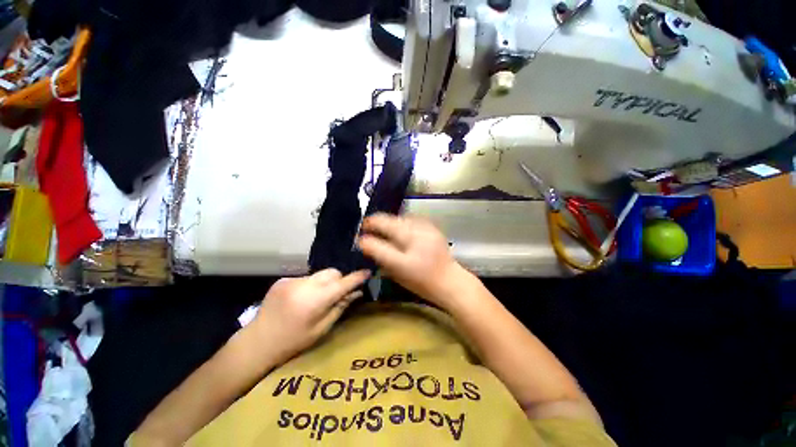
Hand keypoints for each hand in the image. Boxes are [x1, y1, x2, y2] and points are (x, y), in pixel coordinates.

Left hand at [251, 269, 369, 364]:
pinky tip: (301, 299)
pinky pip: (306, 278)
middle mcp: (304, 285)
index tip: (367, 272)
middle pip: (332, 272)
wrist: (257, 343)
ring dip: (324, 283)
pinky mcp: (283, 280)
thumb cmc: (293, 342)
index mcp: (315, 300)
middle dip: (339, 280)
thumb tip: (357, 292)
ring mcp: (292, 280)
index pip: (343, 283)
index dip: (357, 277)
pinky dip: (310, 285)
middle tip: (338, 293)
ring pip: (319, 274)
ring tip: (317, 298)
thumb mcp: (321, 329)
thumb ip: (340, 307)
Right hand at [357, 213, 466, 305]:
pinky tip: (401, 228)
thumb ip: (380, 254)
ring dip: (390, 221)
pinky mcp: (432, 228)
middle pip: (391, 221)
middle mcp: (416, 234)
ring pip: (401, 217)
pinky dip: (403, 221)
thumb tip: (364, 242)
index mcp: (406, 248)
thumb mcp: (397, 271)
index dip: (368, 229)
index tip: (362, 231)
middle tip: (370, 227)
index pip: (381, 232)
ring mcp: (426, 229)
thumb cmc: (421, 281)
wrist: (449, 280)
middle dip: (377, 222)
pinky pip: (412, 219)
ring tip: (385, 228)